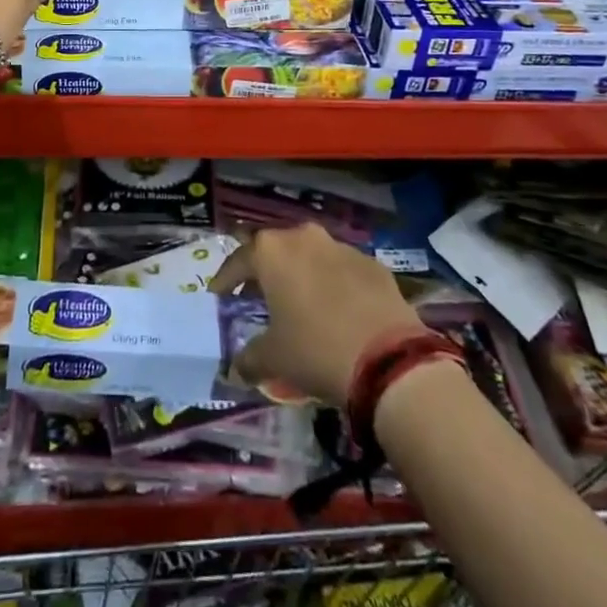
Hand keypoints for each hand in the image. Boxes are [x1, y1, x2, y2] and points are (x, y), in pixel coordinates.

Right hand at [210, 224, 424, 407]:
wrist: (389, 360)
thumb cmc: (315, 350)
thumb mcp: (274, 358)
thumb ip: (249, 358)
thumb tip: (237, 368)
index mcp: (272, 251)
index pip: (238, 259)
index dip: (225, 277)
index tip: (218, 292)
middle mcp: (304, 237)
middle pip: (276, 249)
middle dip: (265, 270)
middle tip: (257, 293)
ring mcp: (341, 247)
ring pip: (311, 255)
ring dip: (301, 273)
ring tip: (298, 301)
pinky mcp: (372, 264)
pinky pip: (342, 269)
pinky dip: (333, 283)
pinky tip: (336, 309)